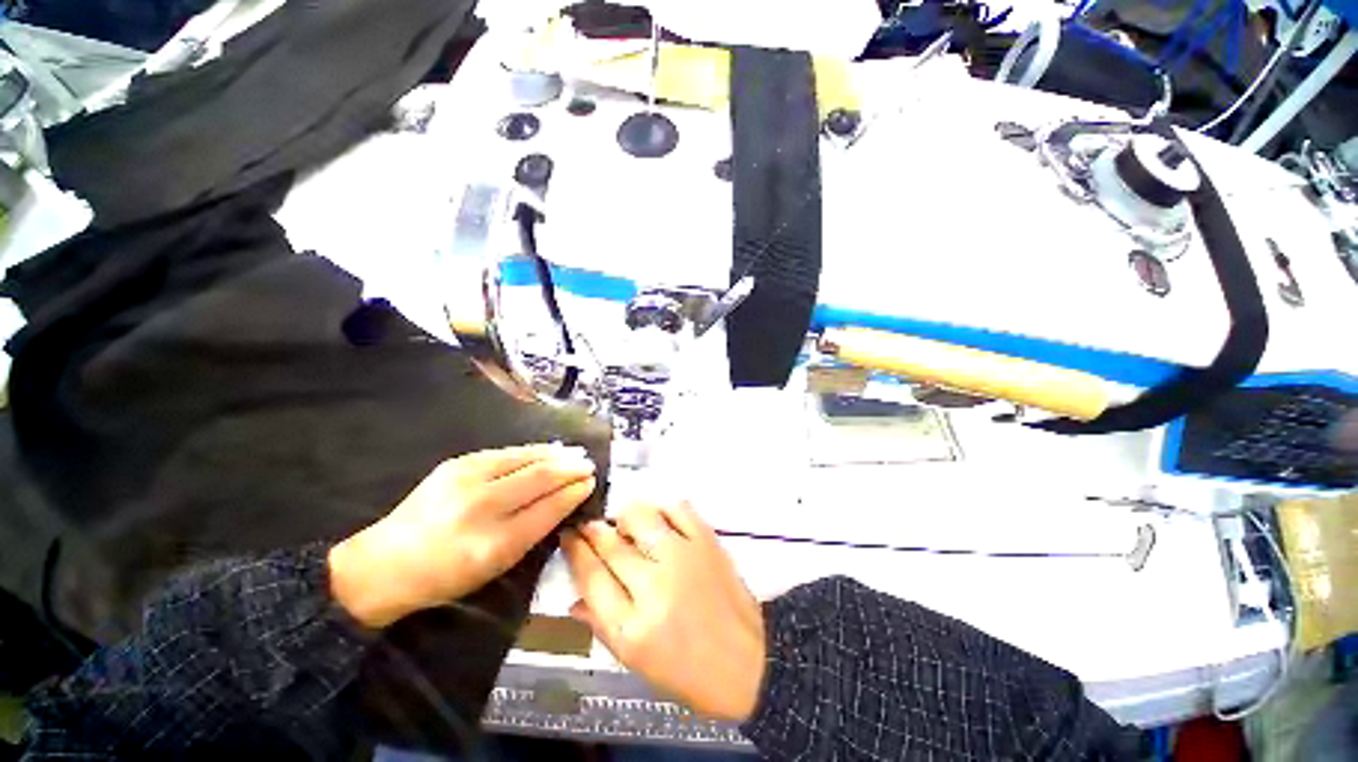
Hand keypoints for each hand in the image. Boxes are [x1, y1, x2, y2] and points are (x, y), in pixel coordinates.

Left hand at [330, 444, 596, 627]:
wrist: (385, 563)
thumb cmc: (447, 575)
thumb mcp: (496, 566)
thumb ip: (534, 532)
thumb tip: (566, 499)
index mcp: (494, 543)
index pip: (548, 508)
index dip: (573, 492)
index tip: (590, 482)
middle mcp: (481, 506)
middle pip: (540, 477)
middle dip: (570, 468)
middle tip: (588, 464)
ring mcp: (466, 479)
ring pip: (526, 458)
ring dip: (556, 454)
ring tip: (574, 453)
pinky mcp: (457, 463)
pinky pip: (507, 453)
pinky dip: (533, 451)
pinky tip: (546, 450)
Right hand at [563, 502, 765, 721]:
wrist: (748, 662)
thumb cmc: (687, 671)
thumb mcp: (635, 661)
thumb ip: (601, 624)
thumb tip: (574, 597)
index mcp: (631, 627)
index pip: (590, 575)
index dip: (574, 550)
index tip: (569, 536)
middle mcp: (654, 586)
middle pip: (611, 544)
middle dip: (593, 530)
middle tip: (590, 526)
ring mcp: (683, 557)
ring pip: (640, 516)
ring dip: (626, 516)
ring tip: (626, 524)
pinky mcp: (706, 541)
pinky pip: (677, 508)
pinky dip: (662, 508)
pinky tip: (659, 520)